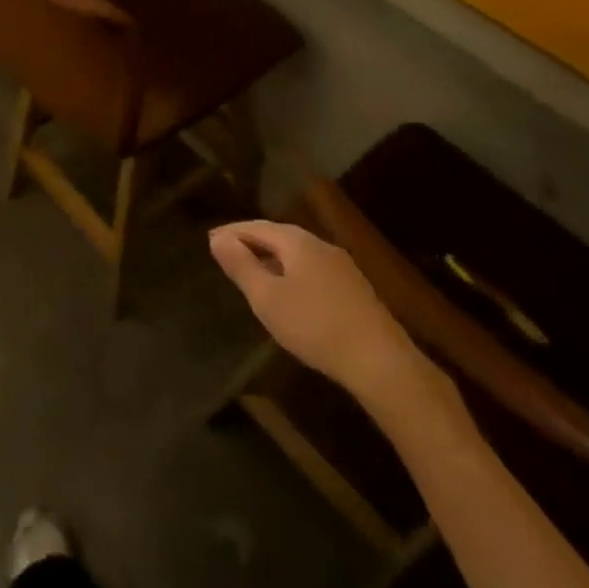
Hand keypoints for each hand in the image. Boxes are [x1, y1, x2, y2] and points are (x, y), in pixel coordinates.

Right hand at [209, 221, 436, 416]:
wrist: (379, 360)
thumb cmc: (313, 325)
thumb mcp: (266, 298)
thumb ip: (240, 265)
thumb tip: (217, 238)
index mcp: (297, 242)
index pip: (256, 227)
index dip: (231, 232)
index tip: (209, 239)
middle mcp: (320, 245)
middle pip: (278, 235)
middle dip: (251, 241)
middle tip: (226, 252)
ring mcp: (341, 266)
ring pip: (296, 253)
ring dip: (271, 256)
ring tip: (251, 270)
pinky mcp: (353, 287)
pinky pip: (311, 268)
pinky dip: (289, 270)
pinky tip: (286, 290)